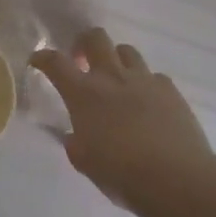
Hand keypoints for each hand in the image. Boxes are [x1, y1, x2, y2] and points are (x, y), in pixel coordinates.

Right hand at [30, 28, 214, 216]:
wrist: (177, 179)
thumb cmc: (123, 174)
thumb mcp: (87, 163)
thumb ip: (76, 144)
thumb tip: (75, 136)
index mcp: (84, 94)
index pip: (55, 62)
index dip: (43, 57)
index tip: (38, 61)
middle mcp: (111, 77)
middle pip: (95, 38)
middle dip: (84, 43)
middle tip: (82, 62)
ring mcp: (143, 79)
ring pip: (125, 50)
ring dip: (116, 60)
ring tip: (117, 80)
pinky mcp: (170, 89)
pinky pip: (154, 75)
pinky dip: (146, 84)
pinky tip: (148, 103)